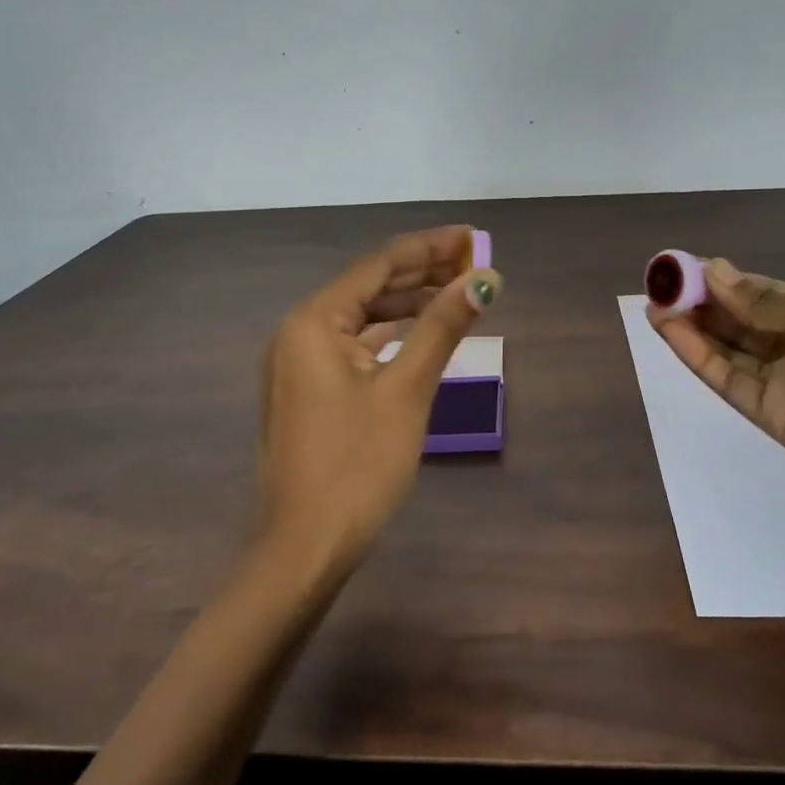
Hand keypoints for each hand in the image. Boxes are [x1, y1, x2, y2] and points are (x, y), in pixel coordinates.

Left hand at [257, 226, 501, 573]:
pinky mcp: (308, 391)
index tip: (472, 236)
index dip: (429, 248)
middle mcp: (299, 332)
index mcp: (314, 321)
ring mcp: (299, 364)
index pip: (380, 265)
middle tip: (474, 263)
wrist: (305, 548)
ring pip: (362, 318)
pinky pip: (354, 346)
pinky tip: (421, 334)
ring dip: (408, 304)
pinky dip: (390, 337)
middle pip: (369, 287)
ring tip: (457, 292)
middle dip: (422, 273)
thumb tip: (485, 278)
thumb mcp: (407, 389)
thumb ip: (444, 326)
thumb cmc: (358, 465)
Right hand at [651, 259, 784, 513]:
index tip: (687, 265)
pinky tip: (669, 328)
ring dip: (689, 324)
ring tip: (655, 299)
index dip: (724, 279)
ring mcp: (779, 381)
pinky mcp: (765, 412)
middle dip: (700, 299)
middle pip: (737, 320)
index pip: (760, 293)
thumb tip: (715, 271)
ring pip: (725, 347)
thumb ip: (765, 304)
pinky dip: (695, 353)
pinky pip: (724, 377)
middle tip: (661, 280)